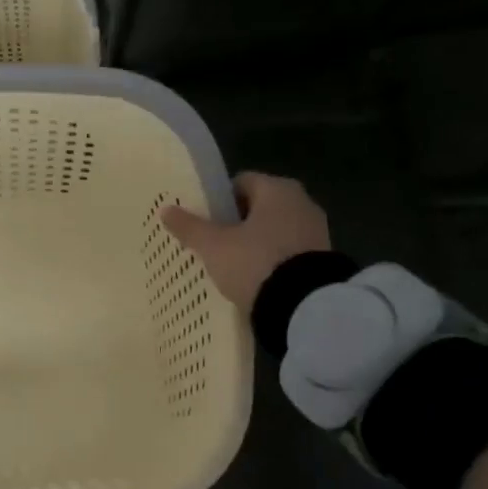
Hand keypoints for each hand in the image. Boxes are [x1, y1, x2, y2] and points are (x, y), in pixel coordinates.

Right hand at [161, 172, 331, 312]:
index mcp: (277, 189)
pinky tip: (254, 278)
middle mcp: (301, 202)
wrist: (304, 306)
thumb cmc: (255, 262)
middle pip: (258, 206)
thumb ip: (190, 227)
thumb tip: (166, 210)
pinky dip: (271, 260)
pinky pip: (287, 252)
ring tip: (230, 264)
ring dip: (254, 242)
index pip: (241, 182)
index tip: (203, 219)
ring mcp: (316, 231)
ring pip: (273, 230)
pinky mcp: (321, 259)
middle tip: (212, 243)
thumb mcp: (214, 246)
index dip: (218, 199)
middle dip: (236, 222)